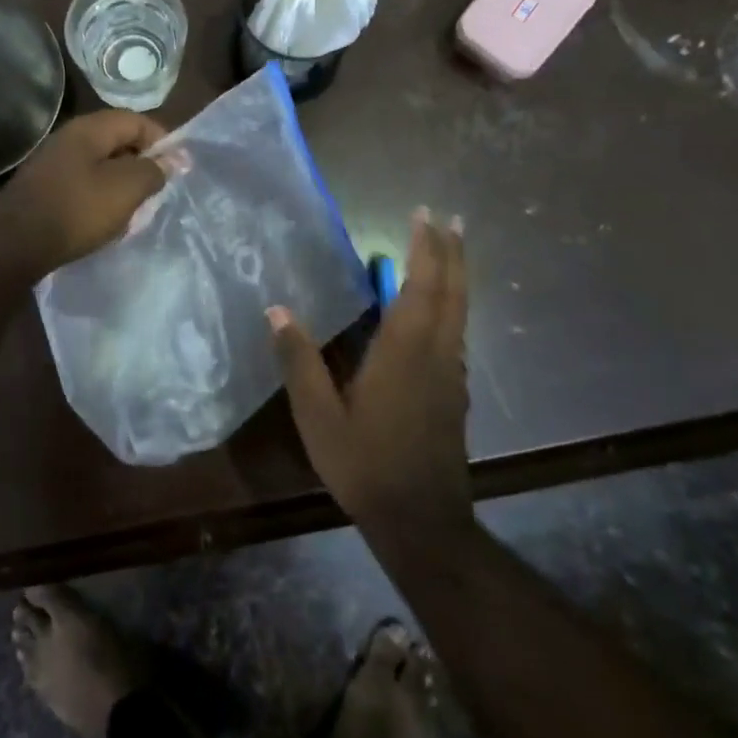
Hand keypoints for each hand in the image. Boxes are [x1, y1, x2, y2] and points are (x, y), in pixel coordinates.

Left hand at [0, 111, 168, 278]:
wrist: (13, 244)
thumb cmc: (76, 210)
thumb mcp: (125, 189)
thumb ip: (153, 171)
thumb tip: (175, 158)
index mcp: (90, 129)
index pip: (136, 121)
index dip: (162, 140)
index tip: (178, 168)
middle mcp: (69, 137)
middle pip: (117, 141)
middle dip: (142, 164)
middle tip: (158, 191)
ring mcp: (53, 162)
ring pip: (100, 165)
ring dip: (121, 184)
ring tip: (135, 210)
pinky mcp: (44, 187)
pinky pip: (82, 183)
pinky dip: (100, 197)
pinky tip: (105, 221)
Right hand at [268, 210, 471, 541]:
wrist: (422, 523)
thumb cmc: (366, 464)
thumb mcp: (318, 416)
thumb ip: (299, 361)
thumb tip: (277, 311)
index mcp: (406, 352)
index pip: (422, 287)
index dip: (426, 248)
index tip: (425, 214)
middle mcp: (437, 355)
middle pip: (453, 292)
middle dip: (452, 252)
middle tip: (451, 218)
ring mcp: (452, 375)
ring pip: (460, 312)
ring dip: (456, 275)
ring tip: (449, 250)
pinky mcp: (455, 393)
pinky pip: (456, 332)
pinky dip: (451, 305)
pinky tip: (437, 310)